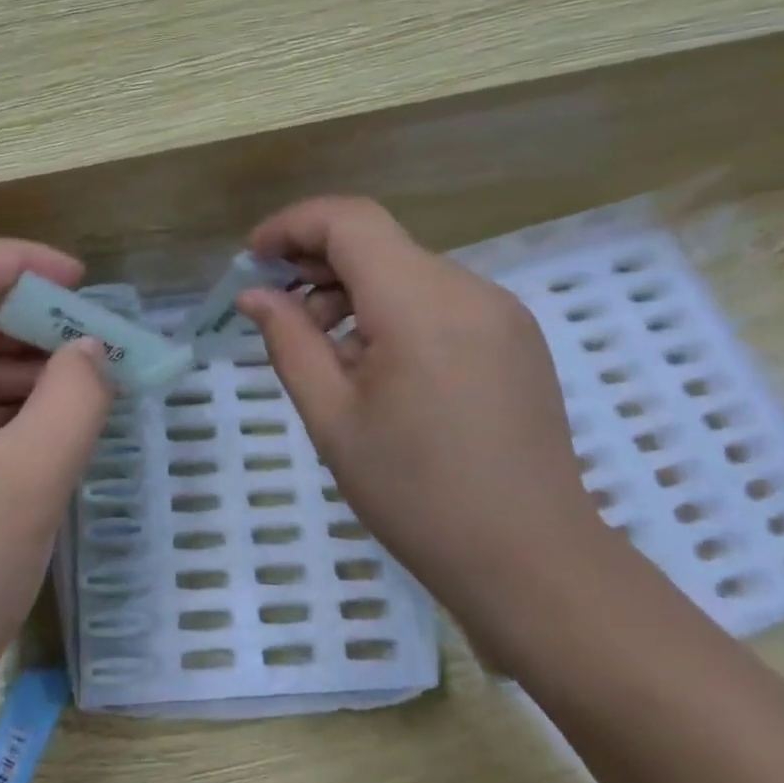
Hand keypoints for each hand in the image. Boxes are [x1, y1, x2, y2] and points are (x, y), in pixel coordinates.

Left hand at [0, 240, 110, 728]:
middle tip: (99, 340)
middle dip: (33, 319)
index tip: (83, 282)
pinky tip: (56, 429)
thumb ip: (74, 399)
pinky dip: (11, 409)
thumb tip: (93, 350)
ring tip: (92, 384)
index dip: (20, 261)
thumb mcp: (29, 481)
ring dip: (27, 367)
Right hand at [236, 197, 597, 587]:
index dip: (291, 226)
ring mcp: (500, 311)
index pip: (348, 221)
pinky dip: (392, 311)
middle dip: (317, 263)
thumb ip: (289, 342)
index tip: (251, 259)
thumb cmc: (416, 495)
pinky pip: (439, 299)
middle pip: (378, 241)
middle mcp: (468, 289)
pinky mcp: (515, 336)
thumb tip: (254, 295)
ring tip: (327, 354)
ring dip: (354, 291)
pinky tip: (377, 367)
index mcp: (420, 304)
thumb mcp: (332, 419)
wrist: (531, 561)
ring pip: (407, 270)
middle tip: (278, 313)